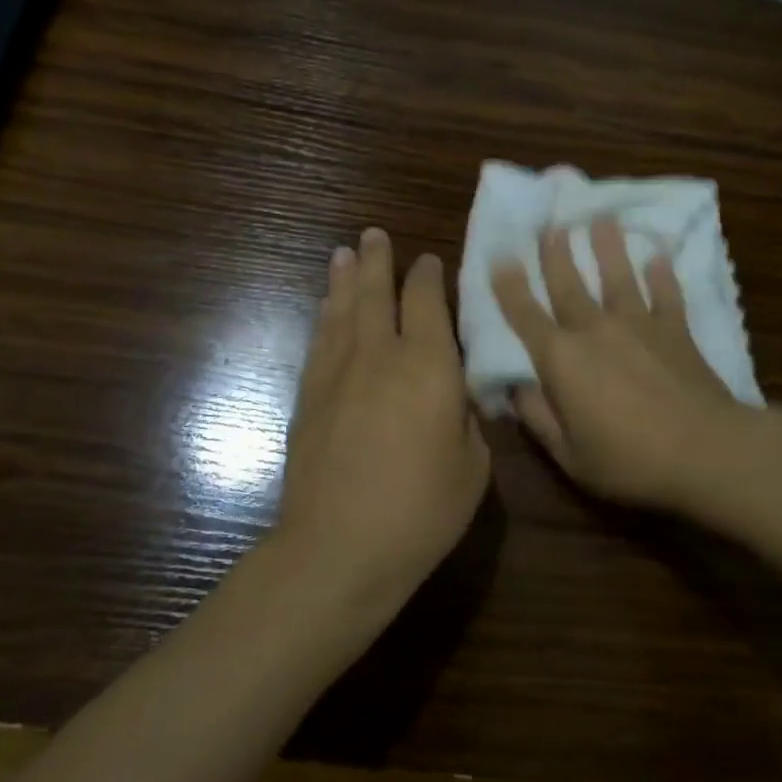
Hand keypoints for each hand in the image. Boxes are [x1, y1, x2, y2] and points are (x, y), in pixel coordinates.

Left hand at [277, 227, 490, 619]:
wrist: (339, 547)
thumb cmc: (421, 511)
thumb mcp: (473, 466)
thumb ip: (466, 418)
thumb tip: (454, 395)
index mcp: (430, 366)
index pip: (429, 303)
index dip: (429, 276)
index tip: (429, 261)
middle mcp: (381, 354)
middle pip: (378, 293)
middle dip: (378, 260)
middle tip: (374, 235)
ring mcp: (338, 372)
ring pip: (342, 310)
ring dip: (345, 279)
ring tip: (344, 254)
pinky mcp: (308, 395)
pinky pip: (319, 341)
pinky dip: (325, 317)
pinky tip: (327, 308)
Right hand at [492, 221, 754, 513]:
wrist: (706, 451)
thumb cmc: (629, 460)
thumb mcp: (568, 455)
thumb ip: (538, 417)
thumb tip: (514, 388)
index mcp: (561, 359)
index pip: (526, 315)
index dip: (509, 286)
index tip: (500, 257)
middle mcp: (595, 330)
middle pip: (569, 284)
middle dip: (556, 253)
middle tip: (549, 224)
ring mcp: (639, 325)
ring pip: (618, 277)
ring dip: (607, 247)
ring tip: (601, 219)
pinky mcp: (676, 330)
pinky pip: (666, 294)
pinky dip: (662, 274)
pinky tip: (658, 255)